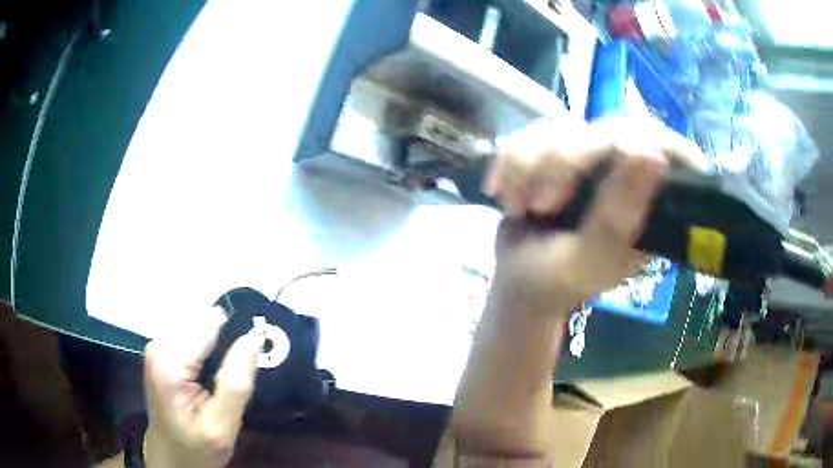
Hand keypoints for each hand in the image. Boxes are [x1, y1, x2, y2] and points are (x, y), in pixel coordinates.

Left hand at [143, 308, 264, 467]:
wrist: (169, 459)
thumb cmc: (195, 449)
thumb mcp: (222, 426)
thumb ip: (236, 382)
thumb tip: (255, 336)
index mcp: (170, 362)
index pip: (210, 322)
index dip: (237, 333)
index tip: (256, 352)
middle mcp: (158, 344)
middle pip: (202, 319)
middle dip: (226, 339)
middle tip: (239, 373)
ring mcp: (156, 345)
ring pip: (197, 323)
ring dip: (217, 343)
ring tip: (226, 376)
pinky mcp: (160, 350)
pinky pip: (191, 334)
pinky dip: (207, 347)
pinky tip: (212, 372)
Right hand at [485, 116, 706, 314]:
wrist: (517, 282)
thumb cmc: (557, 282)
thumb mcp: (590, 260)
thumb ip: (618, 216)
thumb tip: (656, 154)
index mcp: (652, 205)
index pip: (667, 150)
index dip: (641, 142)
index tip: (606, 162)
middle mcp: (628, 174)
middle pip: (607, 129)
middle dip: (563, 162)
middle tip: (542, 206)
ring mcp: (593, 159)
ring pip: (563, 127)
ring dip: (530, 165)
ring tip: (520, 208)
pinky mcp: (559, 151)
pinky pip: (532, 133)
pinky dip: (510, 161)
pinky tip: (503, 193)